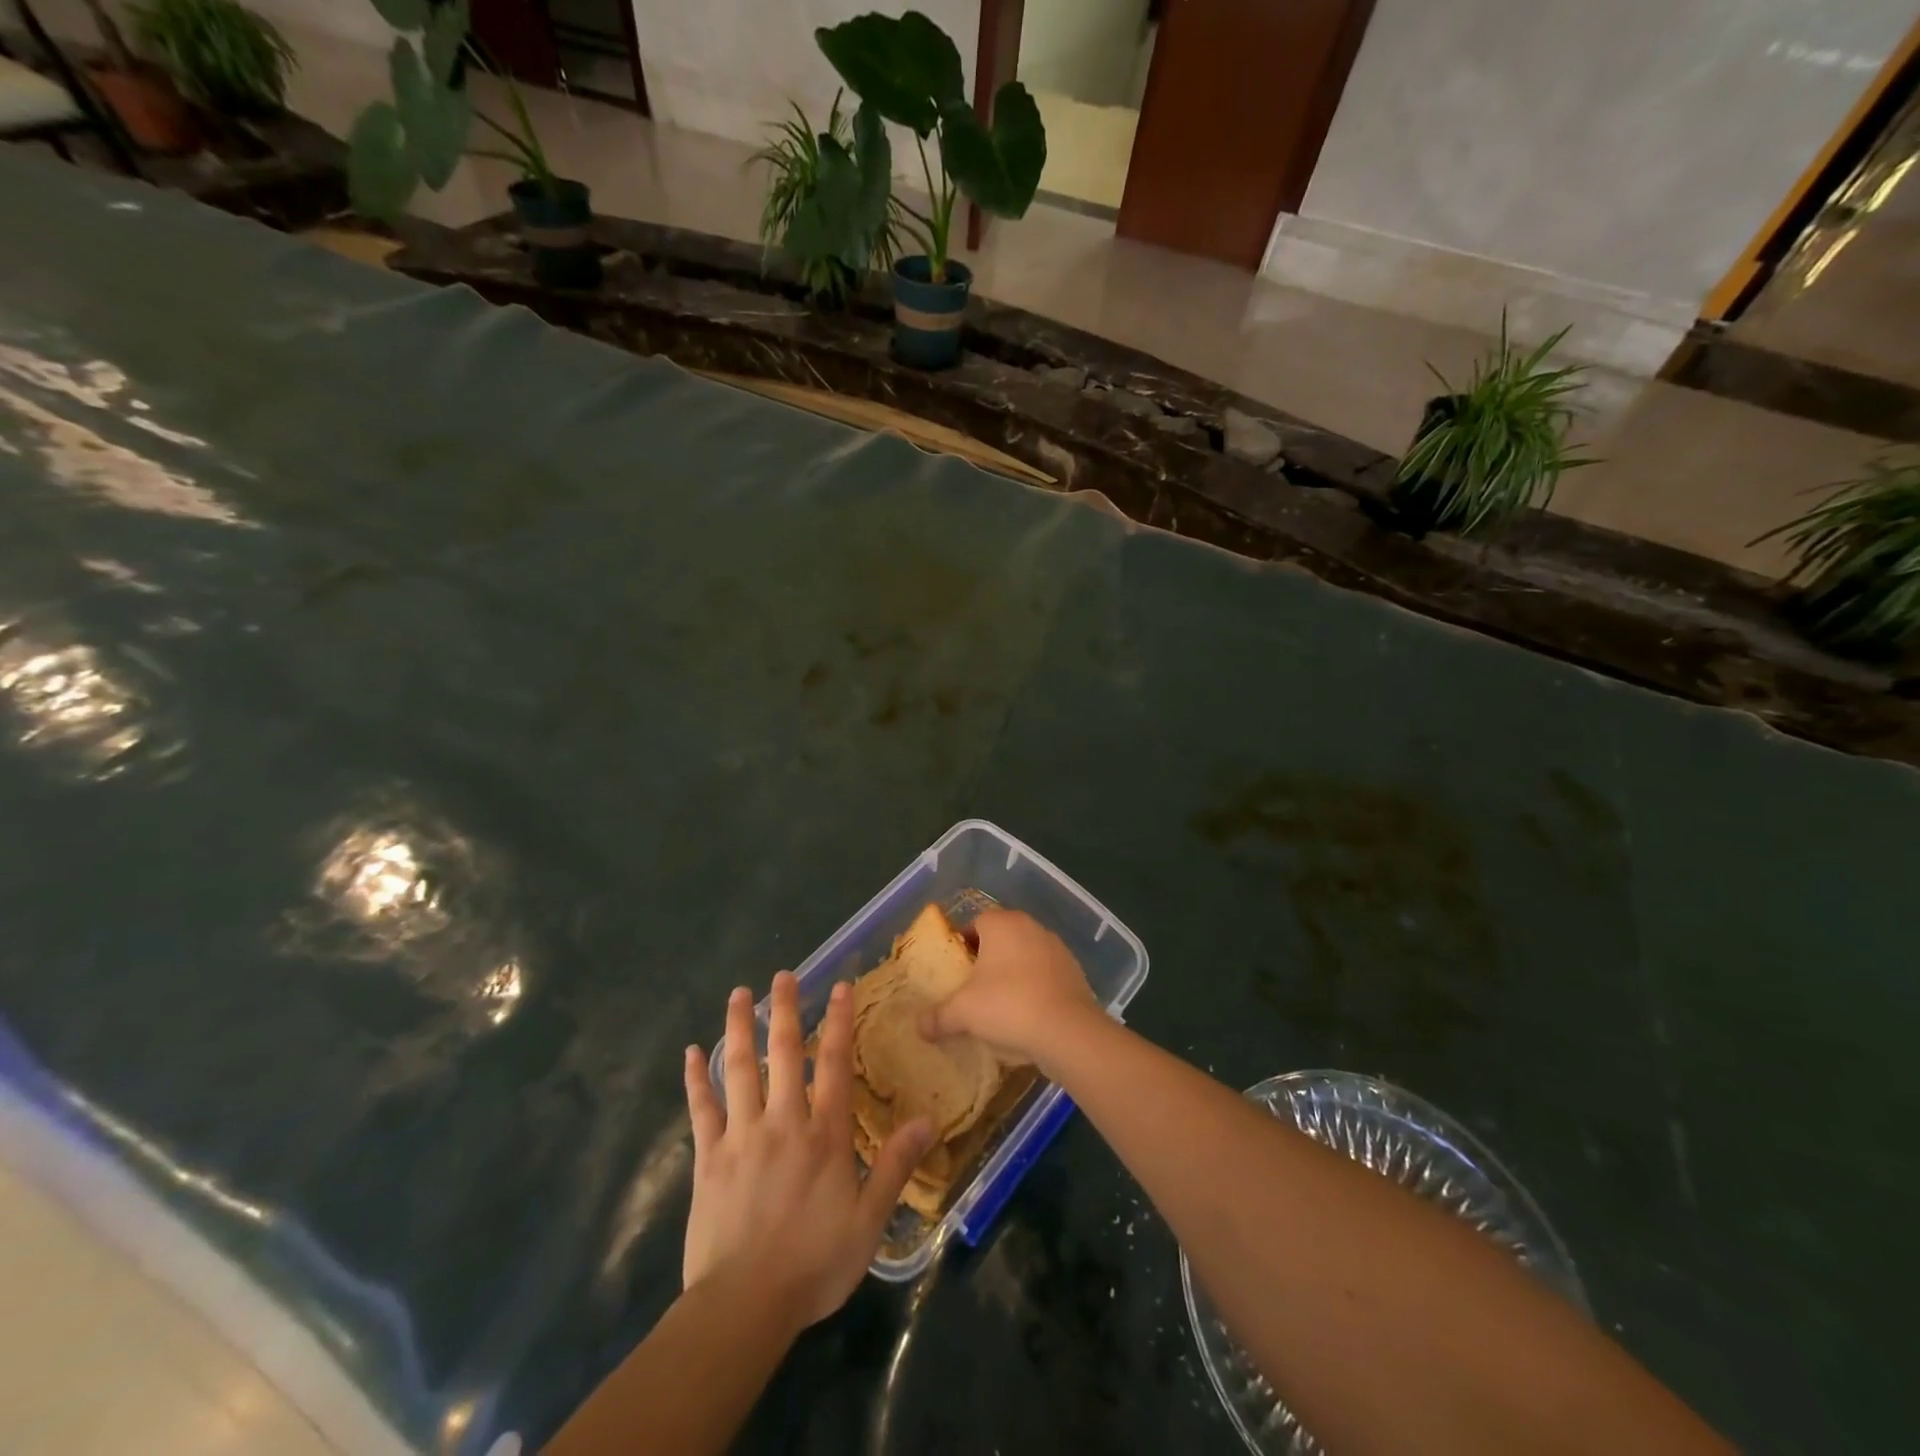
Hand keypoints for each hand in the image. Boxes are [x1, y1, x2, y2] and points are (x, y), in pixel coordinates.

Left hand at [683, 972, 931, 1333]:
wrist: (744, 1306)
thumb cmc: (813, 1264)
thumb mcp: (868, 1220)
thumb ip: (895, 1165)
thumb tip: (928, 1121)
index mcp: (824, 1134)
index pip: (834, 1064)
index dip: (838, 1022)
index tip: (838, 986)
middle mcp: (783, 1121)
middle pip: (784, 1053)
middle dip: (786, 1010)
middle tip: (783, 975)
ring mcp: (741, 1136)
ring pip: (739, 1069)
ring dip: (739, 1028)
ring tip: (739, 994)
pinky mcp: (708, 1158)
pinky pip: (701, 1109)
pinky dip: (696, 1079)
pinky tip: (691, 1053)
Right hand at [921, 909, 1100, 1070]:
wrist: (1068, 1031)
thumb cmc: (1008, 1006)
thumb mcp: (963, 1012)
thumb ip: (938, 1016)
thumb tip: (919, 1027)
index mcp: (1002, 924)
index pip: (975, 923)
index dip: (962, 945)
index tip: (955, 971)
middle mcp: (1031, 926)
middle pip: (1001, 938)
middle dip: (987, 960)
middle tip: (973, 988)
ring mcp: (1057, 948)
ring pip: (1025, 956)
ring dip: (1013, 973)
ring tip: (1000, 1004)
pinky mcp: (1074, 971)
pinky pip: (1046, 975)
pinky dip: (1035, 988)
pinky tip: (1027, 1015)